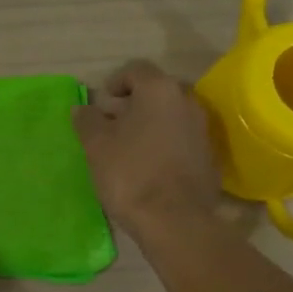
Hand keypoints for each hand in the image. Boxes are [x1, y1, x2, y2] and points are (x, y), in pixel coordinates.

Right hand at [73, 60, 217, 235]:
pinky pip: (182, 140)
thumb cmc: (131, 173)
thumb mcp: (96, 145)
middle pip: (156, 92)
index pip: (136, 70)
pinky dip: (165, 144)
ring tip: (128, 149)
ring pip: (171, 116)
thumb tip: (82, 108)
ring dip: (150, 125)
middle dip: (133, 105)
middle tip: (111, 126)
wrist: (175, 221)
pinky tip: (149, 167)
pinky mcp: (210, 157)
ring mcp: (203, 130)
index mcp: (160, 90)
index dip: (115, 82)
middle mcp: (188, 102)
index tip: (101, 105)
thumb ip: (88, 120)